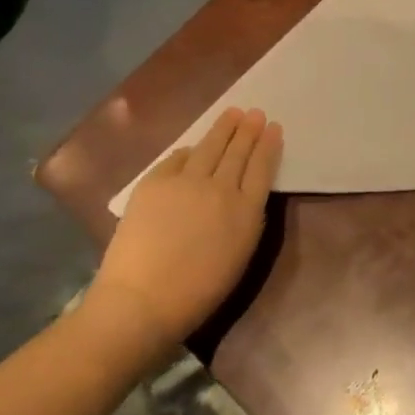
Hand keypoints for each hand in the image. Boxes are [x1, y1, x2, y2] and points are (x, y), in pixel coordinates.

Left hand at [89, 108, 282, 350]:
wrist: (141, 300)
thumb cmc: (197, 292)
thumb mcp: (239, 256)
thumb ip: (246, 220)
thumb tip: (242, 194)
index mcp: (245, 212)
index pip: (262, 168)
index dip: (268, 145)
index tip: (273, 127)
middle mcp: (220, 188)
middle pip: (237, 152)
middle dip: (248, 130)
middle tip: (255, 113)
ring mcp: (186, 181)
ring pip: (209, 146)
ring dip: (223, 128)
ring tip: (232, 113)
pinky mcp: (155, 182)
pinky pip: (177, 158)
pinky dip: (189, 151)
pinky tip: (192, 147)